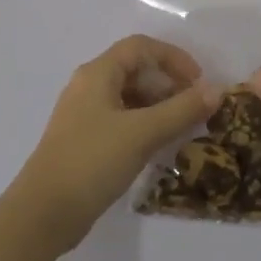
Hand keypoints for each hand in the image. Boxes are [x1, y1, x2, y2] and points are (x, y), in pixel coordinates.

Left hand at [12, 36, 220, 251]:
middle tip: (194, 108)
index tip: (198, 82)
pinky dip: (145, 125)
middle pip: (135, 70)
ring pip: (130, 97)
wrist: (43, 214)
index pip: (141, 47)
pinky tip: (160, 147)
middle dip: (169, 84)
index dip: (173, 58)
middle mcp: (89, 86)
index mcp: (98, 73)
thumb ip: (181, 110)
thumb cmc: (92, 162)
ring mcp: (84, 115)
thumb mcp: (142, 133)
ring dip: (159, 106)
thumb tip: (216, 90)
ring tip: (183, 129)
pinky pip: (122, 120)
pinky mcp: (85, 140)